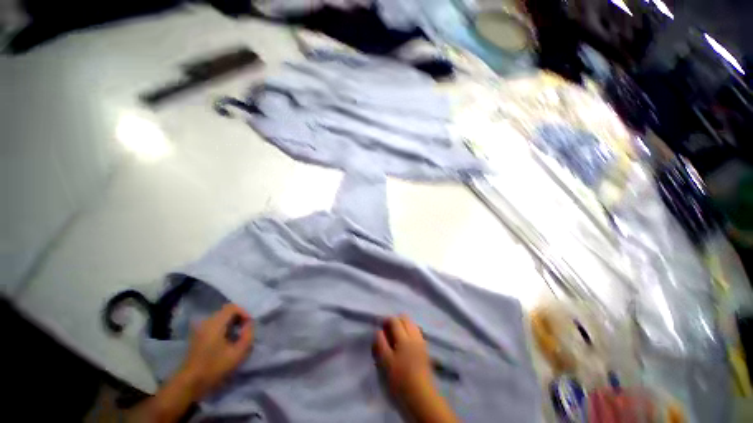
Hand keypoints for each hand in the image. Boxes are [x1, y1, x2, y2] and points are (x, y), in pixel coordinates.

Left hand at [181, 303, 253, 397]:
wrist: (190, 383)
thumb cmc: (214, 367)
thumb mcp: (238, 353)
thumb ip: (248, 335)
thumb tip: (249, 325)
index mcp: (215, 323)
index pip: (232, 307)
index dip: (244, 312)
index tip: (249, 325)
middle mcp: (207, 322)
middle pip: (227, 311)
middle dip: (239, 318)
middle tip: (245, 330)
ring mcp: (201, 329)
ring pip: (221, 318)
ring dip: (232, 323)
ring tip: (238, 335)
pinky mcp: (198, 336)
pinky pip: (215, 324)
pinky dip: (224, 328)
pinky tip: (228, 340)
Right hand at [374, 315, 433, 399]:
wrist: (421, 396)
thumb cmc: (400, 380)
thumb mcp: (385, 362)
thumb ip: (381, 343)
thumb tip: (378, 330)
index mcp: (404, 338)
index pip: (394, 320)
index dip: (386, 320)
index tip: (380, 325)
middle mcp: (414, 336)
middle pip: (405, 318)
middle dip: (396, 320)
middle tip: (387, 330)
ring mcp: (421, 341)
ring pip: (412, 324)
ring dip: (403, 325)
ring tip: (396, 336)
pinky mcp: (425, 349)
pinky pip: (417, 332)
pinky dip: (410, 332)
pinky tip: (405, 343)